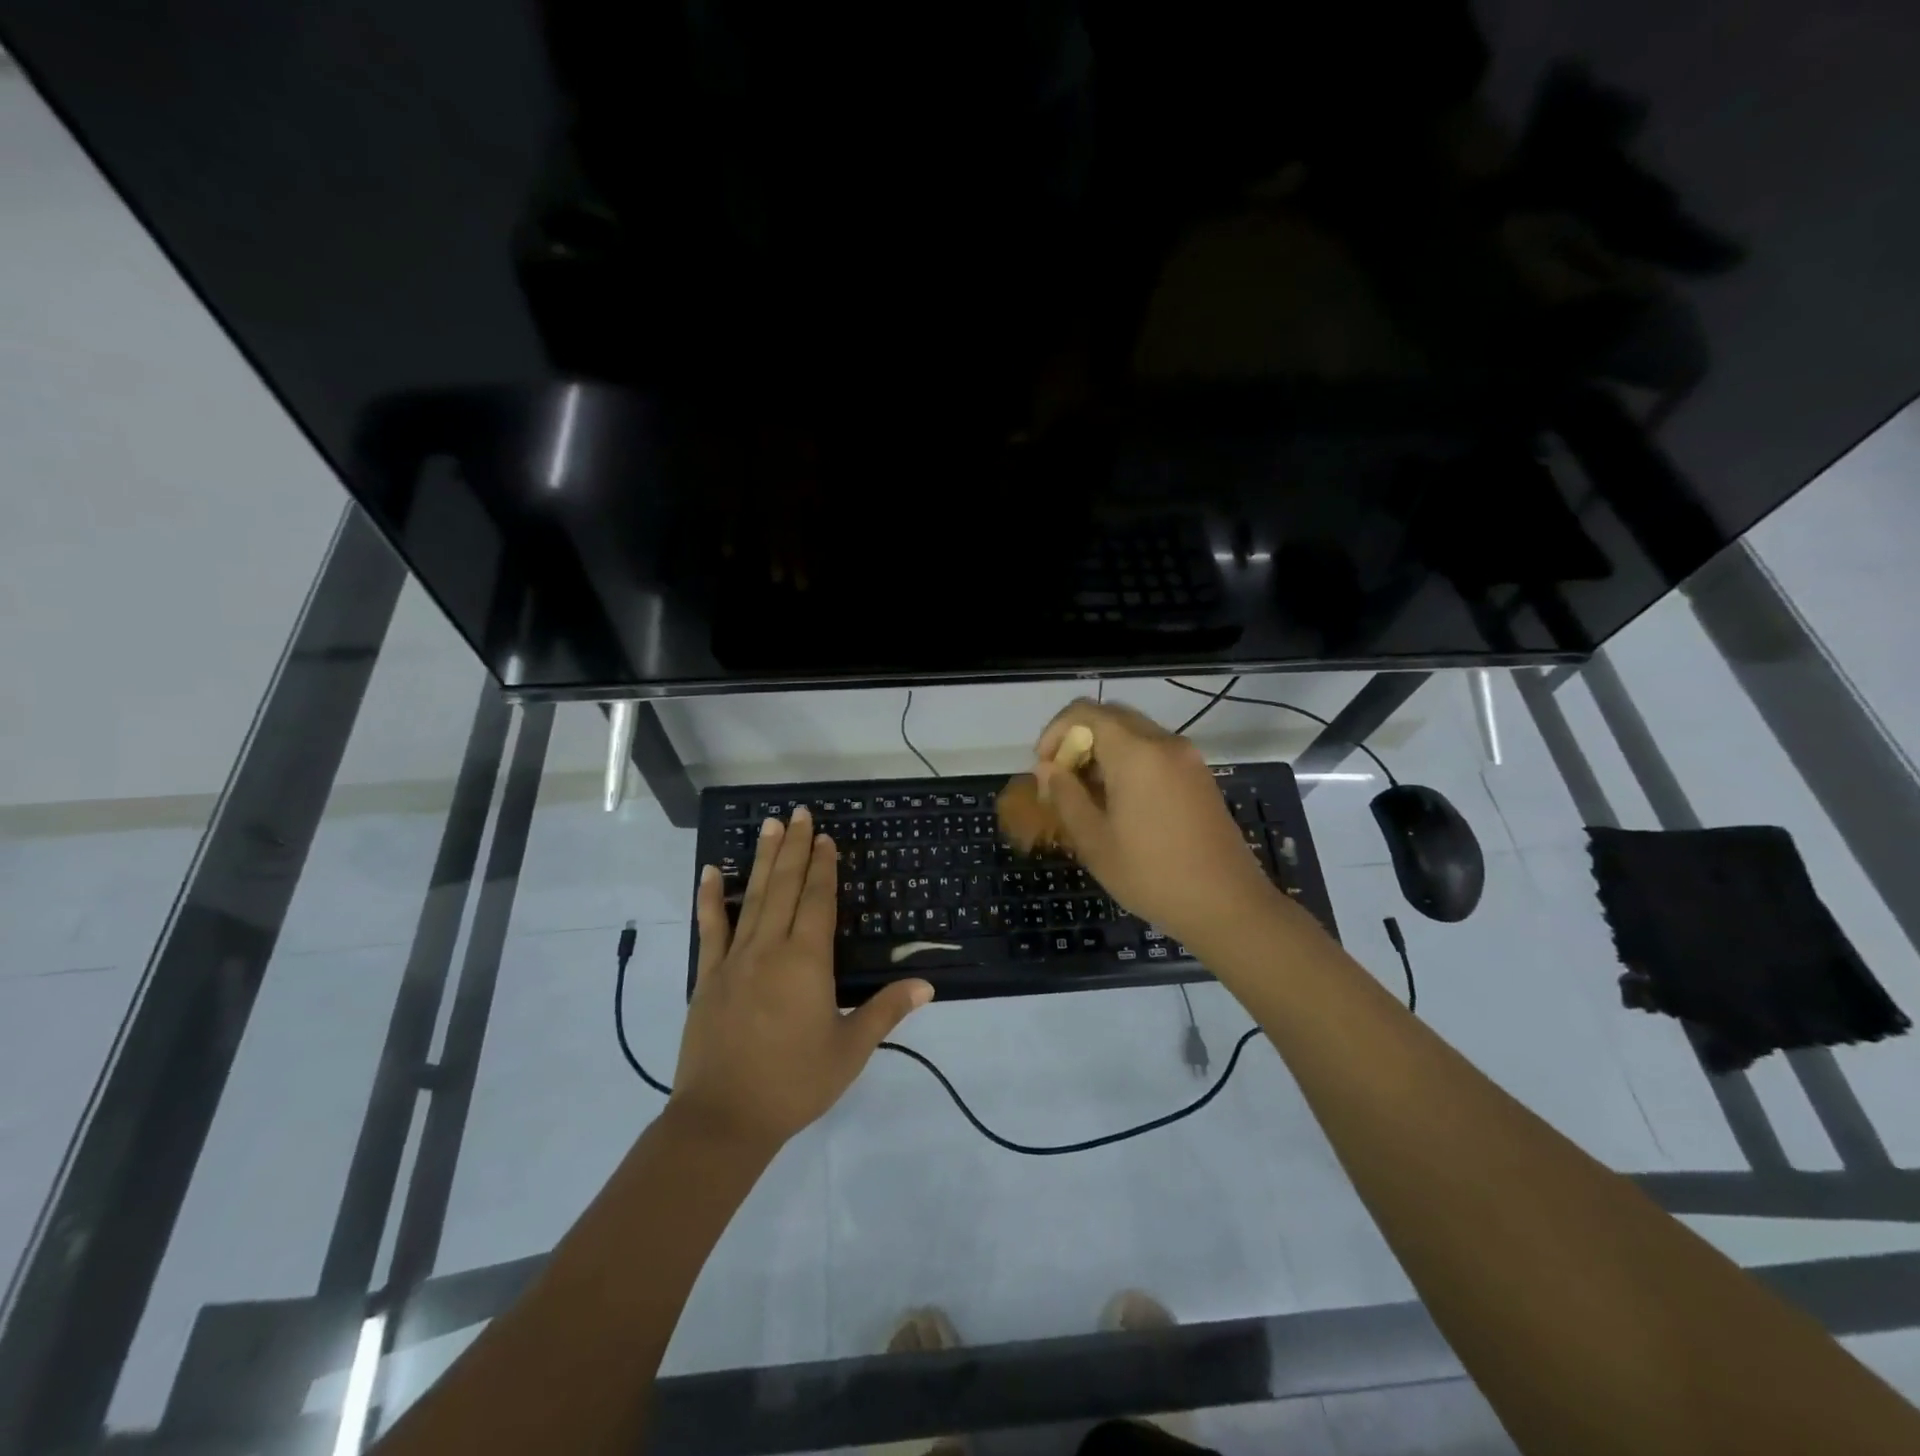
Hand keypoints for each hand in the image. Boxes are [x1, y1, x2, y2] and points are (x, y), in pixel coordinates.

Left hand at [676, 807, 932, 1150]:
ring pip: (753, 898)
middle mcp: (770, 949)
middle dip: (796, 848)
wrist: (723, 1119)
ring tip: (770, 825)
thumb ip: (886, 1011)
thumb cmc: (794, 1083)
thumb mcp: (850, 1050)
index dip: (824, 867)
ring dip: (763, 859)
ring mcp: (735, 960)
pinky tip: (711, 871)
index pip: (819, 901)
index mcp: (807, 962)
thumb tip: (927, 984)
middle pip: (786, 887)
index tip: (826, 838)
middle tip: (800, 813)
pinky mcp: (708, 977)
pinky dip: (710, 898)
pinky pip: (710, 929)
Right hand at [1034, 700, 1279, 948]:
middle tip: (1062, 780)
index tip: (1044, 768)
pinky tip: (1119, 803)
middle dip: (1078, 740)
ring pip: (1133, 733)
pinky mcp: (1199, 776)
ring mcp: (1187, 758)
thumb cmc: (1151, 875)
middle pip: (1110, 716)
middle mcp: (1164, 743)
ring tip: (1086, 796)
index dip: (1055, 732)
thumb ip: (1065, 795)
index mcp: (1136, 753)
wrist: (1227, 905)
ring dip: (1103, 752)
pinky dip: (1128, 762)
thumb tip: (1047, 768)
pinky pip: (1154, 751)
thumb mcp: (1094, 840)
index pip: (1084, 712)